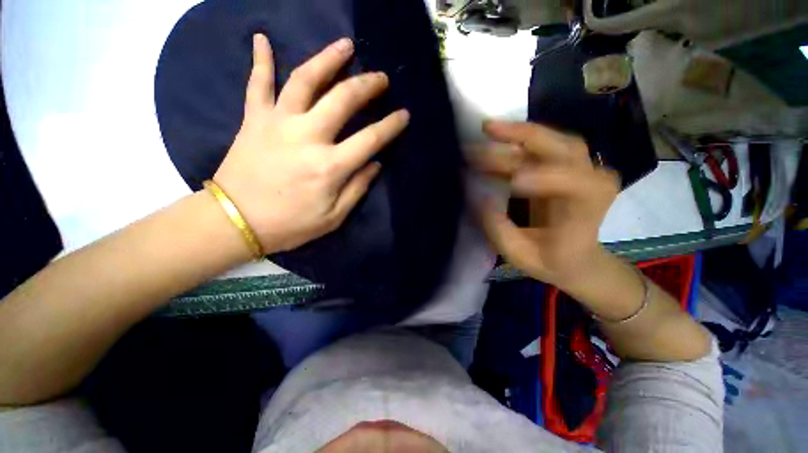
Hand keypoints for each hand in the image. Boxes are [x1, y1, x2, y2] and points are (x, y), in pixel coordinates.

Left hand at [214, 34, 409, 253]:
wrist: (236, 221)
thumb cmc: (290, 224)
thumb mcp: (333, 217)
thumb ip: (357, 188)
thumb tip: (375, 164)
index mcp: (330, 166)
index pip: (371, 139)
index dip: (391, 126)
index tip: (404, 115)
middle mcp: (307, 137)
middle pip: (343, 99)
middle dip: (367, 85)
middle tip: (381, 78)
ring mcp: (278, 123)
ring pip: (305, 80)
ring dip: (328, 59)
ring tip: (345, 45)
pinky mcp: (253, 119)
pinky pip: (257, 83)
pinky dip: (260, 60)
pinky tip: (261, 38)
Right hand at [472, 120, 619, 289]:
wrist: (576, 258)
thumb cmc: (552, 261)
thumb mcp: (521, 255)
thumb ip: (500, 229)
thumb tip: (479, 198)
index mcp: (588, 208)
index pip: (575, 182)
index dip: (543, 178)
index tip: (510, 183)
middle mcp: (592, 179)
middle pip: (561, 147)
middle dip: (522, 136)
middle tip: (487, 129)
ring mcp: (581, 168)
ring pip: (550, 140)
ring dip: (515, 135)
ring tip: (486, 130)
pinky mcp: (565, 166)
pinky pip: (541, 147)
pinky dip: (515, 144)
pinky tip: (493, 143)